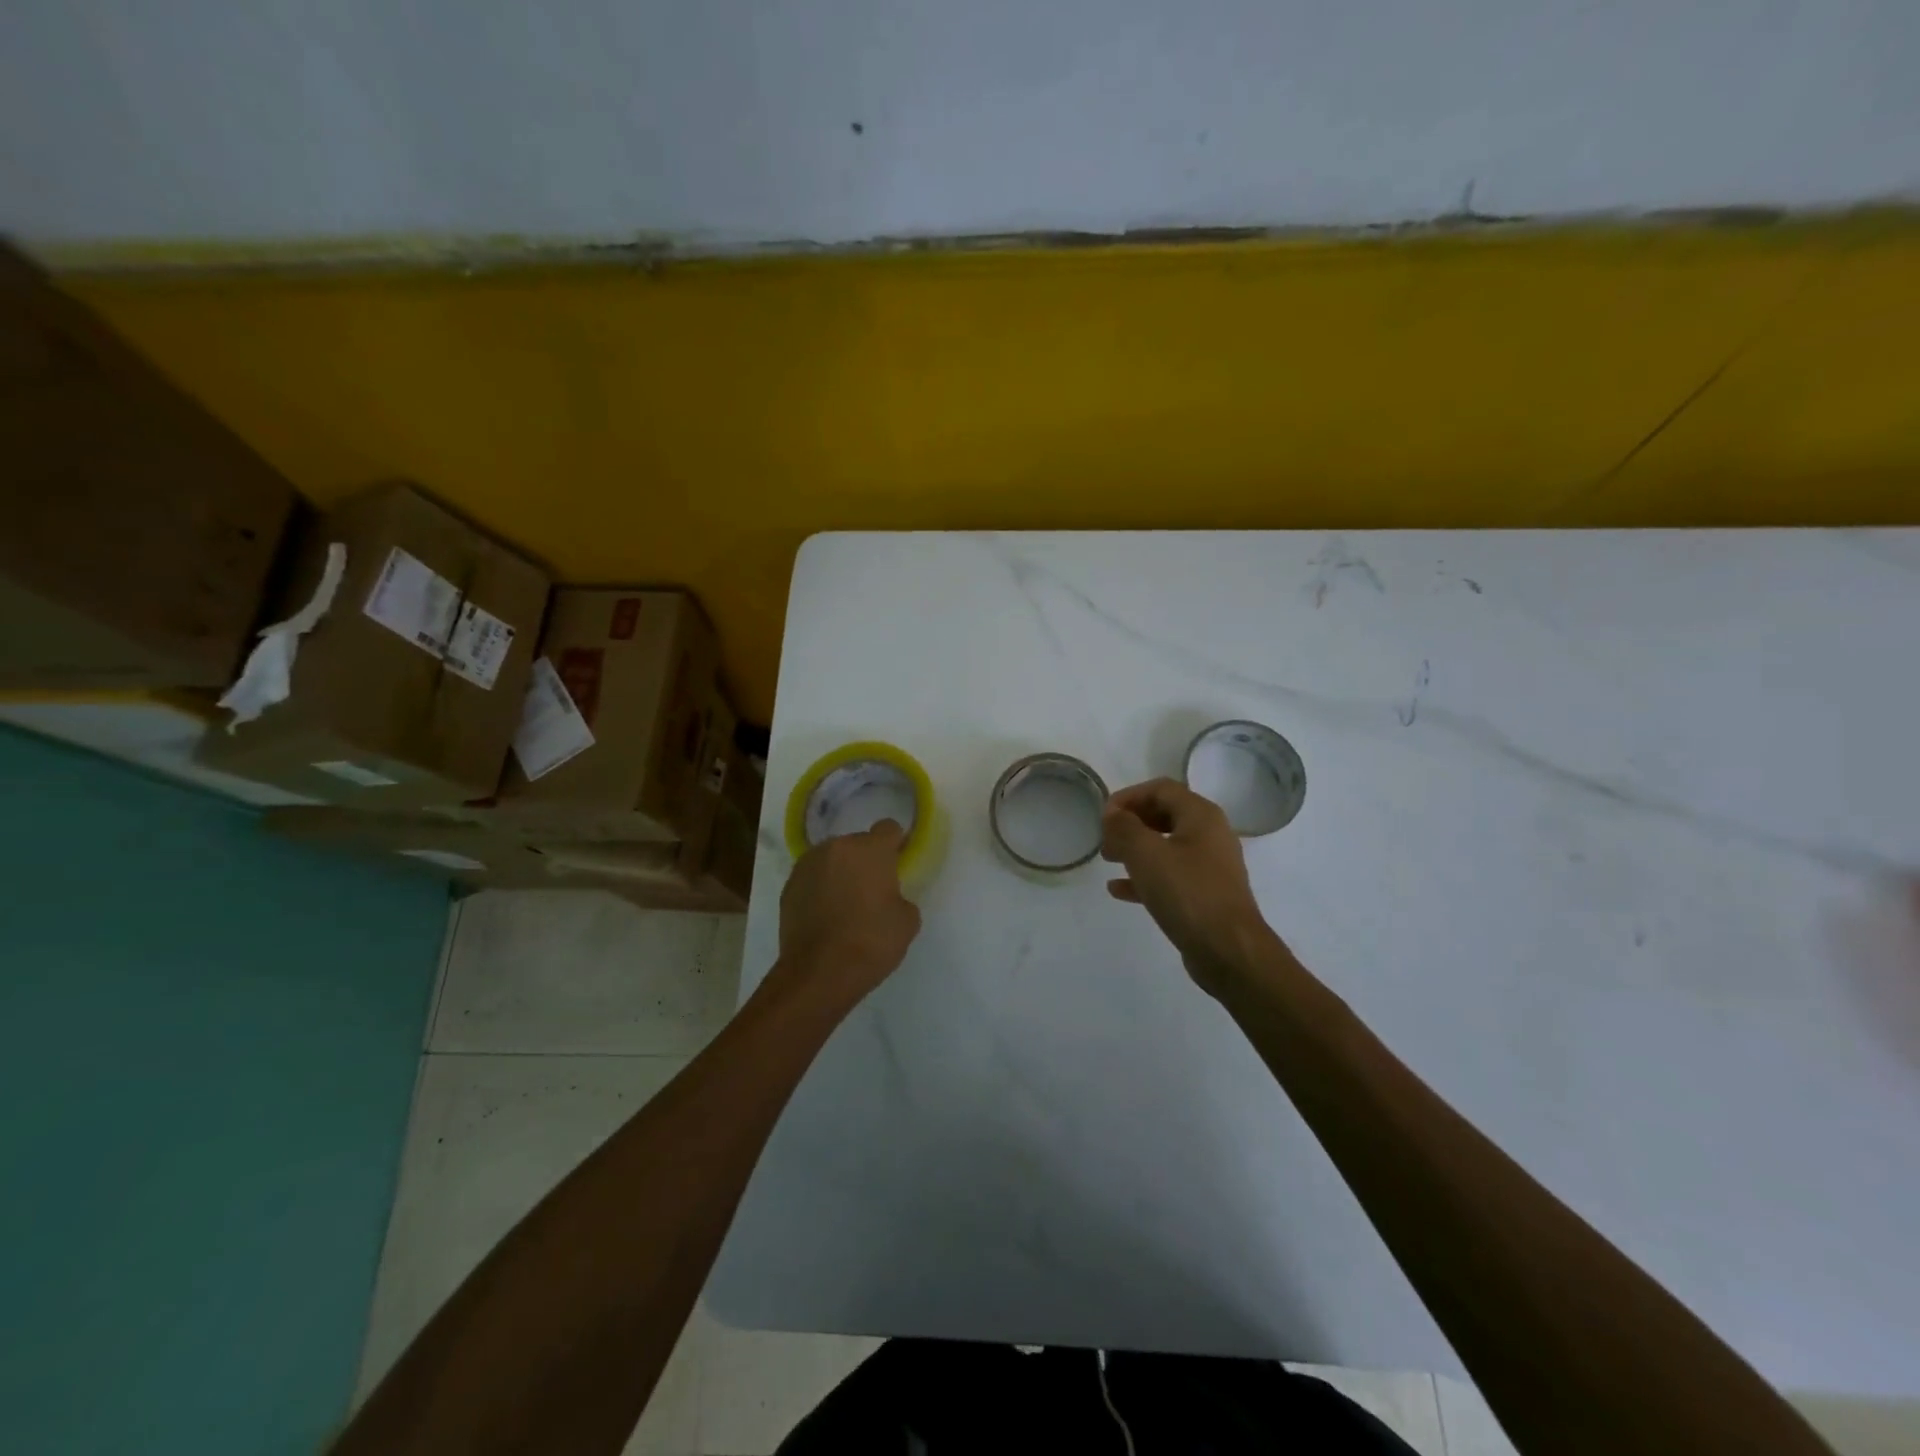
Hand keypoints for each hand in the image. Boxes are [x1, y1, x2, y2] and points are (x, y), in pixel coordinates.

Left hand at [774, 819, 922, 1010]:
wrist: (818, 973)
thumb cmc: (871, 942)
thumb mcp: (907, 921)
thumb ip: (900, 896)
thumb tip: (887, 897)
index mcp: (870, 849)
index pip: (888, 828)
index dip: (896, 844)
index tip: (898, 864)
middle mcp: (836, 847)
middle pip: (857, 844)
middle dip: (866, 861)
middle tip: (873, 891)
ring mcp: (807, 866)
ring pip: (832, 860)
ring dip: (841, 873)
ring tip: (846, 905)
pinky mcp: (788, 887)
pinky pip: (813, 879)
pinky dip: (820, 890)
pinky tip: (825, 917)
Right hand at [1101, 778, 1276, 994]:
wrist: (1229, 950)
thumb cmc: (1187, 893)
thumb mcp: (1146, 853)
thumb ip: (1124, 827)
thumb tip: (1113, 814)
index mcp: (1201, 815)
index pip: (1160, 788)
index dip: (1128, 796)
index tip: (1103, 816)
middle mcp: (1210, 834)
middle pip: (1164, 814)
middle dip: (1131, 822)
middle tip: (1105, 838)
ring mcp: (1210, 866)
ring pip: (1166, 846)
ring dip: (1135, 848)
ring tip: (1108, 860)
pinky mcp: (1205, 894)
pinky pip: (1170, 875)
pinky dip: (1144, 876)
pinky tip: (1118, 889)